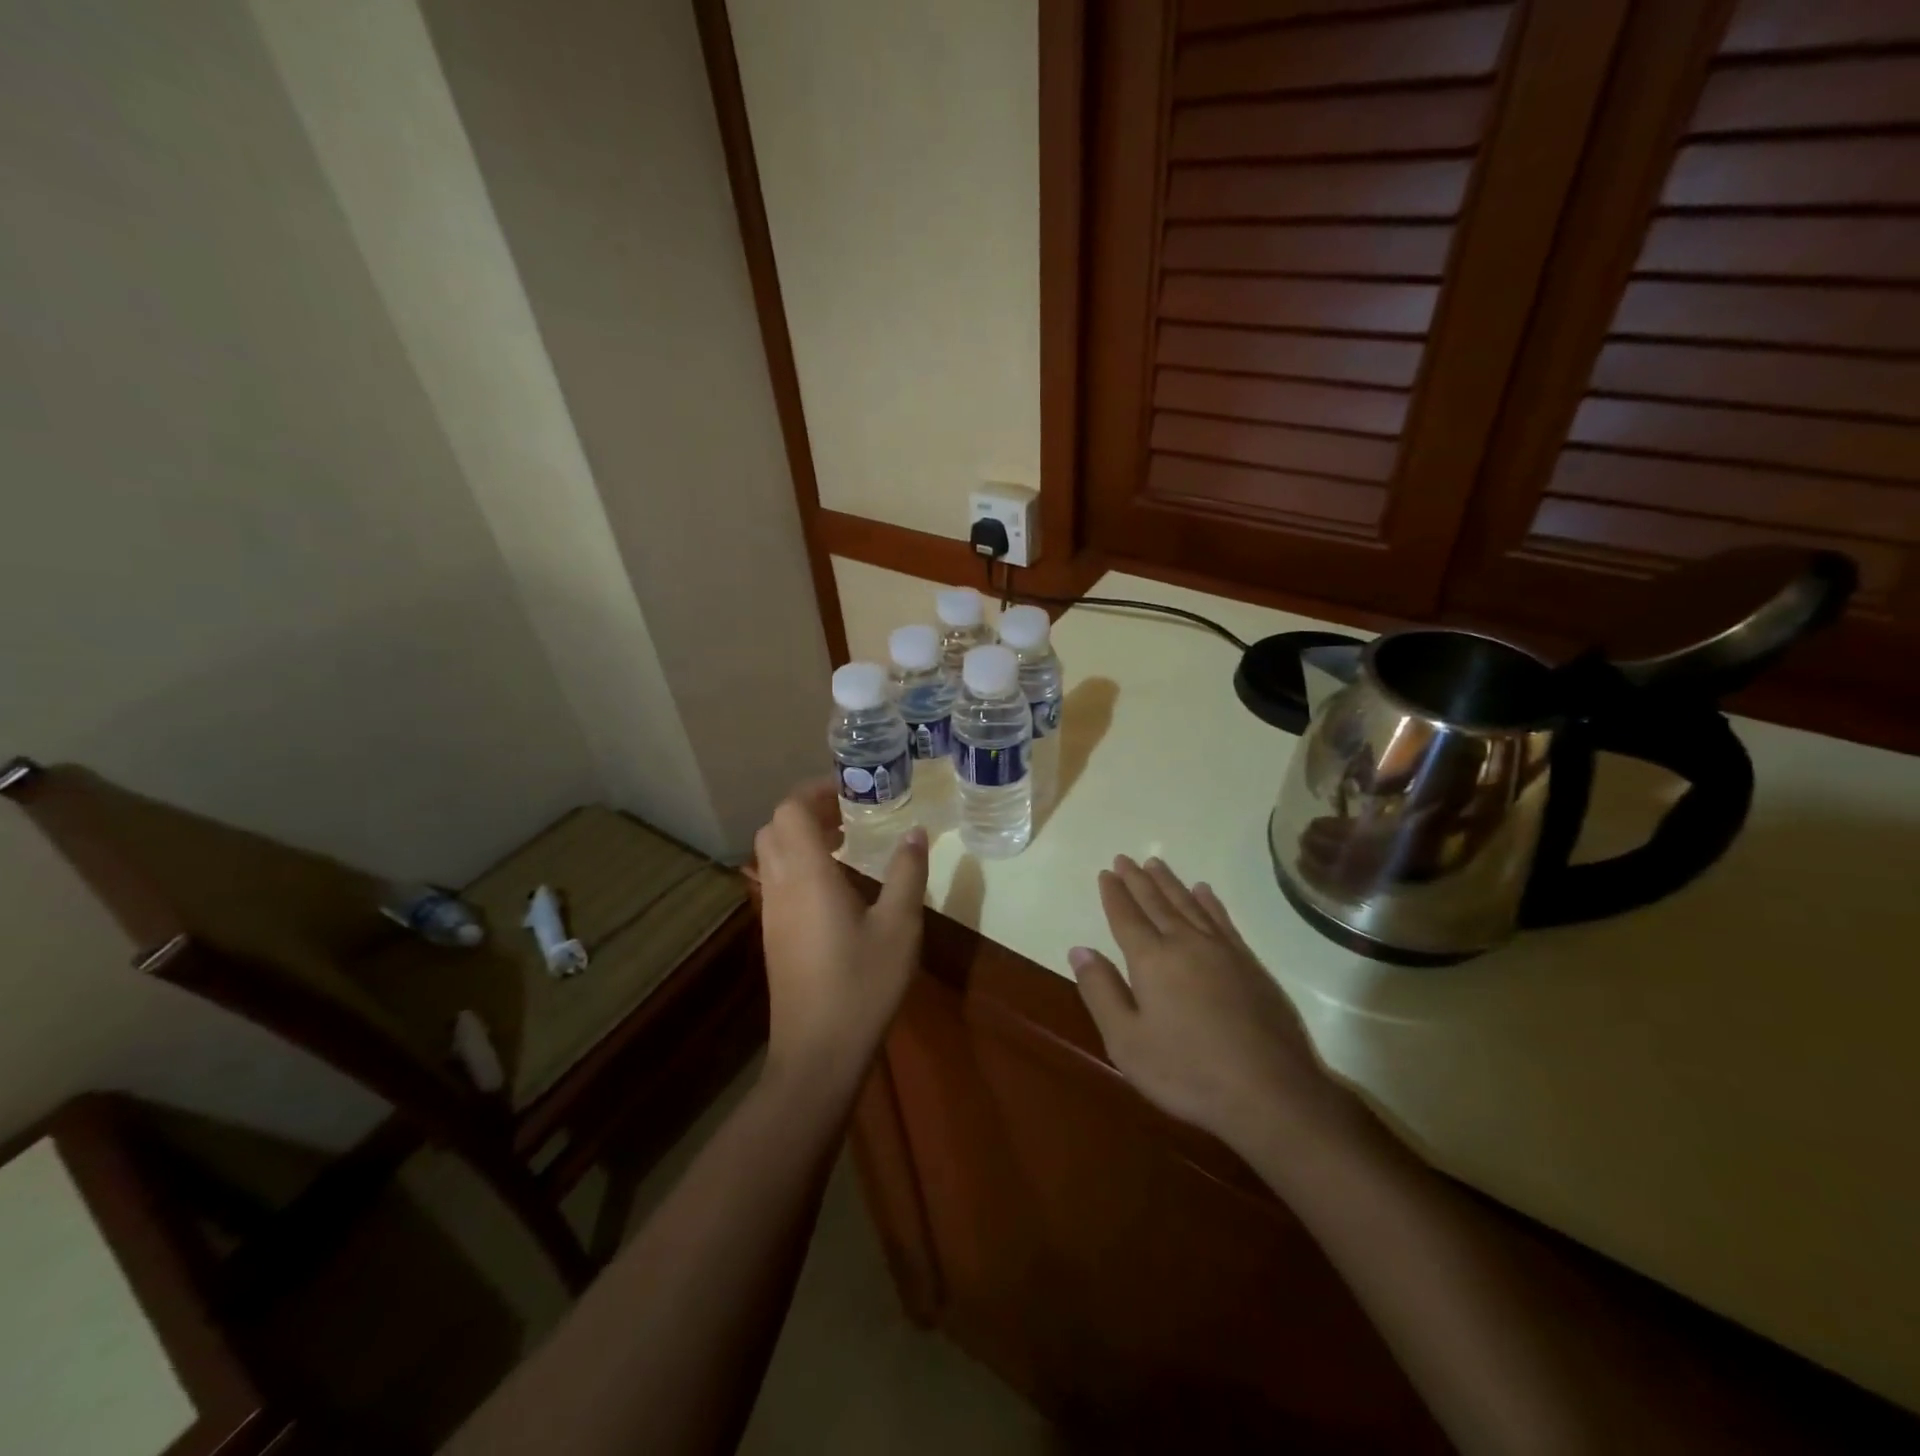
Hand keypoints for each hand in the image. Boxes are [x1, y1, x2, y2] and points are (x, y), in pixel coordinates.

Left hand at [751, 781, 927, 1092]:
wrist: (817, 1053)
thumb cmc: (862, 984)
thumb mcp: (899, 926)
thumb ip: (907, 873)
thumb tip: (916, 832)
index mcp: (807, 876)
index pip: (791, 810)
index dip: (815, 791)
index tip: (851, 789)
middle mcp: (780, 886)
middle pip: (775, 828)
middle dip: (808, 811)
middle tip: (850, 814)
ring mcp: (772, 913)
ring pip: (772, 855)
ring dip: (802, 837)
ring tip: (847, 844)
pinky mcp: (773, 935)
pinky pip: (777, 880)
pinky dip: (799, 864)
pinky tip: (837, 886)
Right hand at [1069, 856, 1360, 1158]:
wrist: (1270, 1092)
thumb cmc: (1187, 1072)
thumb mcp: (1126, 1041)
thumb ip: (1101, 992)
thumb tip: (1079, 950)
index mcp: (1151, 960)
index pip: (1126, 917)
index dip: (1114, 894)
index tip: (1106, 872)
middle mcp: (1185, 944)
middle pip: (1157, 903)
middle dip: (1138, 880)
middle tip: (1125, 858)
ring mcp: (1222, 951)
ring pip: (1189, 905)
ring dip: (1170, 883)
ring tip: (1156, 863)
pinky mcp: (1250, 965)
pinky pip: (1223, 920)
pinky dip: (1210, 902)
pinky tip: (1204, 891)